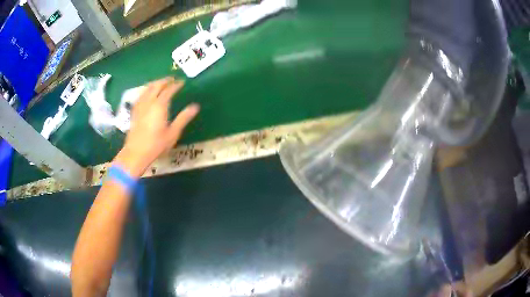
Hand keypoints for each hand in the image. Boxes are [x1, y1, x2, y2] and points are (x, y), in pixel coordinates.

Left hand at [113, 77, 199, 176]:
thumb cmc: (156, 144)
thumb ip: (184, 118)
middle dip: (165, 80)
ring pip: (147, 88)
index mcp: (160, 105)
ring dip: (155, 83)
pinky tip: (148, 93)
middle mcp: (149, 102)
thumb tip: (195, 106)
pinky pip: (141, 95)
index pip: (169, 89)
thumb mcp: (173, 133)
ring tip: (161, 83)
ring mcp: (140, 105)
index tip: (182, 82)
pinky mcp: (134, 111)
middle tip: (172, 79)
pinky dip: (147, 90)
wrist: (136, 153)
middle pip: (156, 85)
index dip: (176, 84)